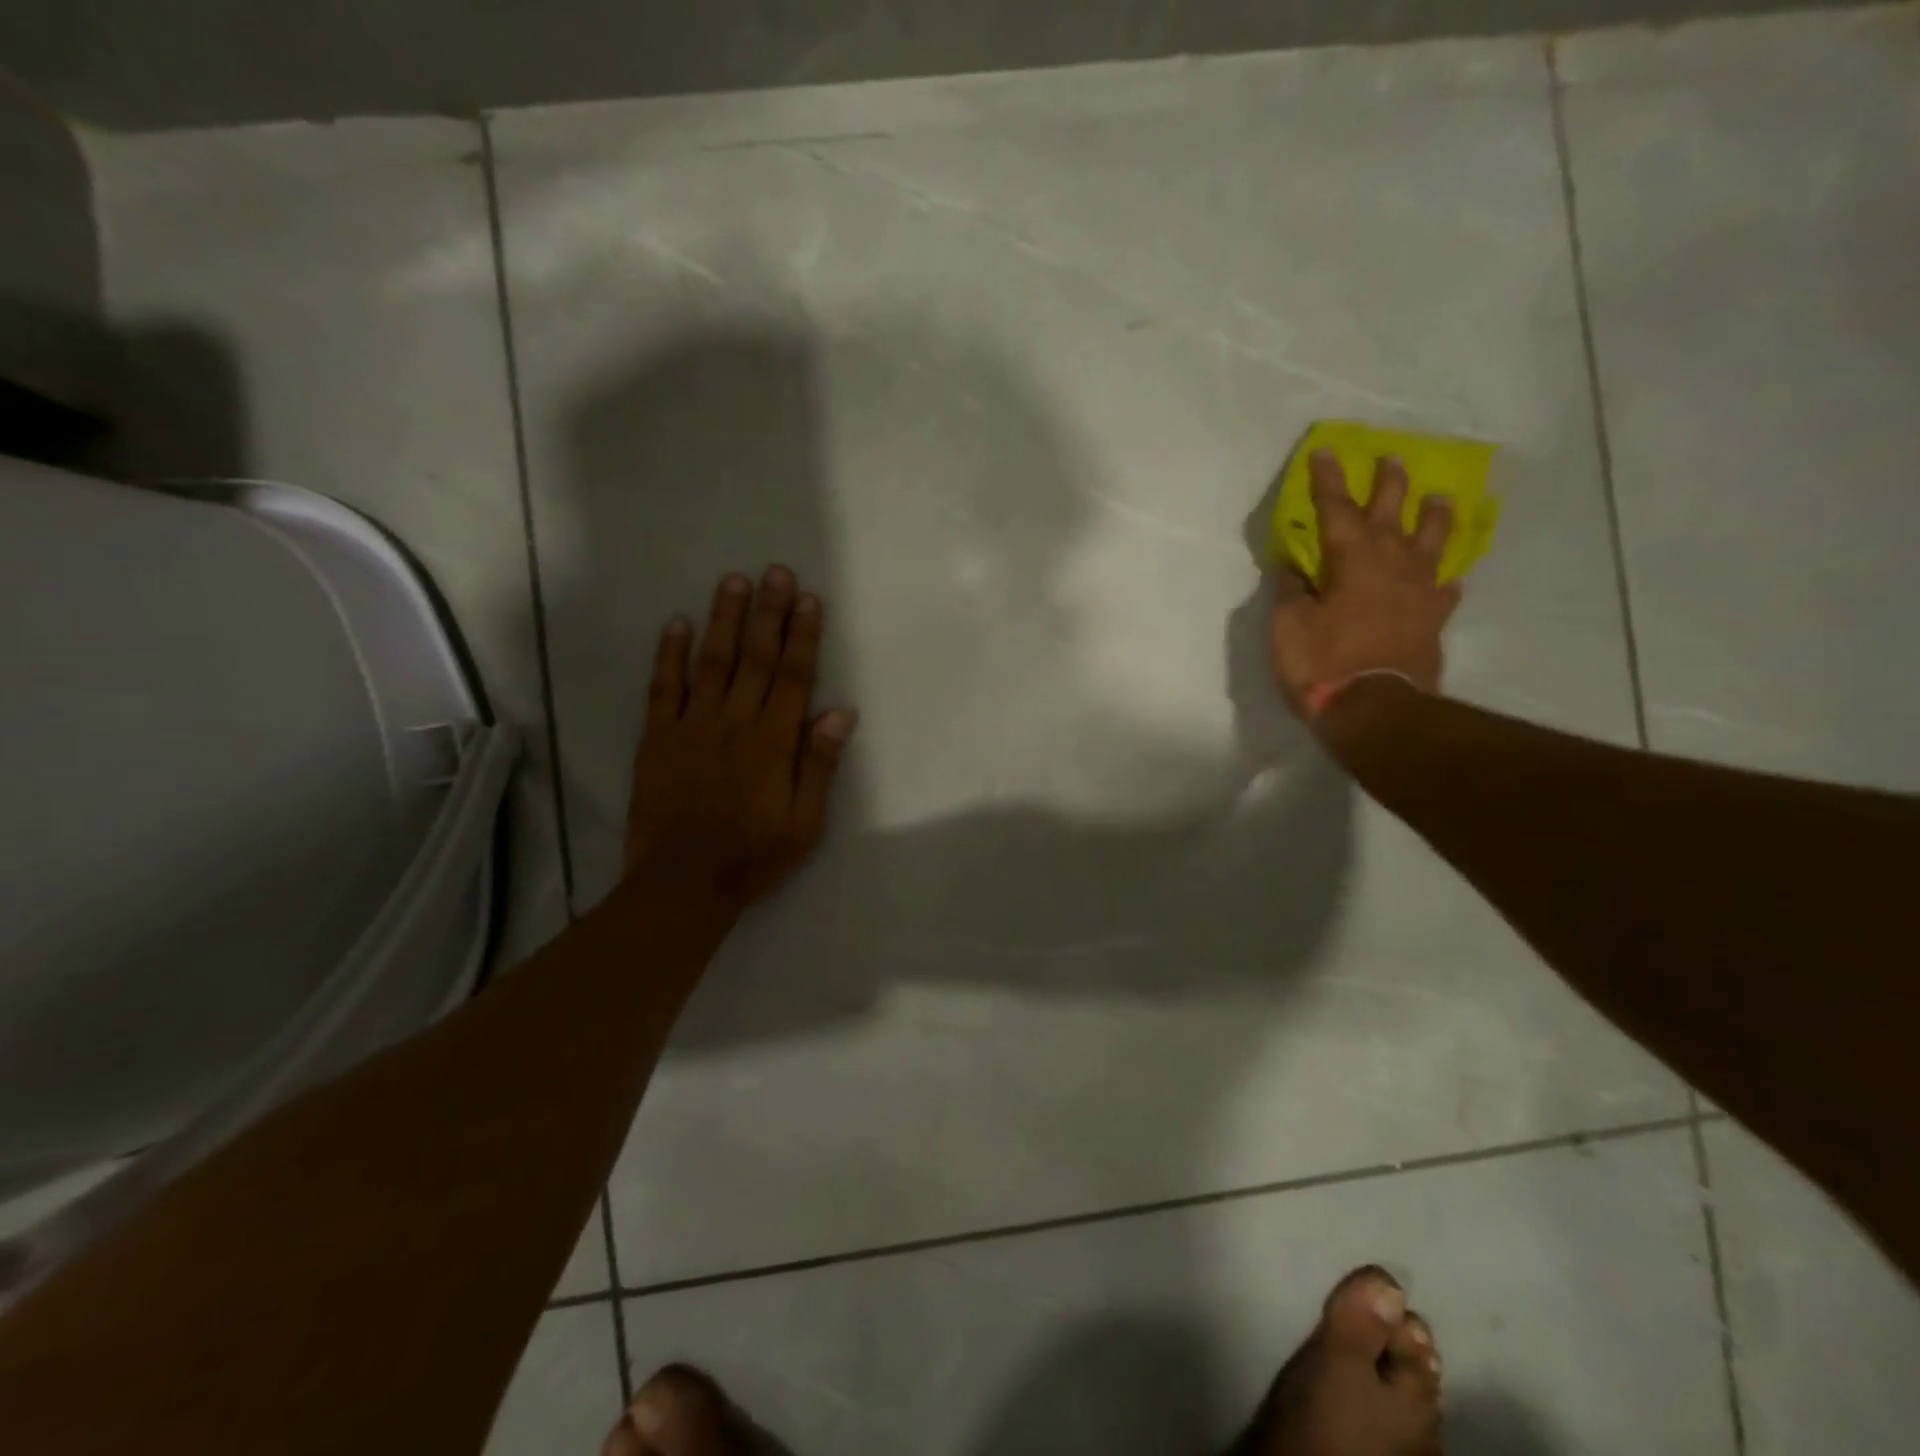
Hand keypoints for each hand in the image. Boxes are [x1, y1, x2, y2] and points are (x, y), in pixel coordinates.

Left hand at [626, 566, 856, 912]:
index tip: (808, 599)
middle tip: (775, 572)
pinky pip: (664, 689)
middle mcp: (735, 722)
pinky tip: (676, 624)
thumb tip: (840, 712)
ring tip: (733, 581)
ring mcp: (692, 726)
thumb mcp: (805, 822)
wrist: (682, 883)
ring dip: (724, 620)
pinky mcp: (658, 738)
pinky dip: (669, 655)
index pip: (793, 677)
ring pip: (712, 662)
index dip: (803, 636)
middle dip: (768, 613)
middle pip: (756, 659)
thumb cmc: (753, 856)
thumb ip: (819, 764)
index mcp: (773, 742)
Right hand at [1269, 451, 1462, 717]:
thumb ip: (1292, 591)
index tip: (1326, 452)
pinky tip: (1446, 579)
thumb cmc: (1322, 664)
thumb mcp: (1288, 626)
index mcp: (1351, 561)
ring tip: (1439, 499)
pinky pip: (1444, 591)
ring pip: (1431, 544)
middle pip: (1391, 515)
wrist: (1375, 709)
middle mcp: (1391, 566)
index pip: (1336, 510)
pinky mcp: (1432, 621)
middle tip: (1393, 459)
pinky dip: (1443, 580)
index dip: (1328, 481)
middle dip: (1388, 486)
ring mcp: (1418, 593)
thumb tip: (1293, 565)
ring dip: (1433, 519)